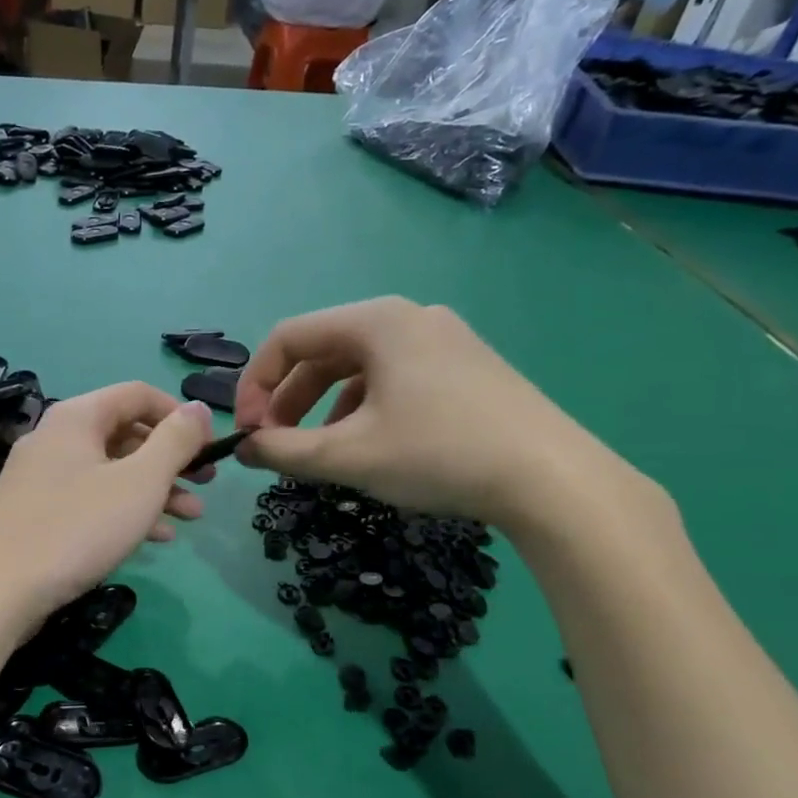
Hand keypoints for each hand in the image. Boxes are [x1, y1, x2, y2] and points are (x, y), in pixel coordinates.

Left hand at [0, 383, 213, 632]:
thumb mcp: (140, 482)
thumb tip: (200, 409)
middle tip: (206, 485)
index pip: (139, 394)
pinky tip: (154, 538)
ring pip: (110, 470)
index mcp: (77, 417)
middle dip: (171, 459)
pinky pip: (89, 498)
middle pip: (125, 433)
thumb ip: (175, 441)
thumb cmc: (77, 528)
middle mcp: (55, 437)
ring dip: (154, 489)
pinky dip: (124, 510)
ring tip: (190, 517)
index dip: (180, 416)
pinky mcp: (34, 512)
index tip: (210, 447)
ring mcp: (40, 476)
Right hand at [235, 297, 636, 530]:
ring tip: (317, 452)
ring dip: (322, 408)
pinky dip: (362, 409)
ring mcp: (443, 340)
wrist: (552, 479)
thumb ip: (283, 450)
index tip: (247, 433)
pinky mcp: (465, 368)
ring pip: (357, 368)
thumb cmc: (439, 454)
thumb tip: (244, 448)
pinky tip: (367, 446)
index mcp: (376, 322)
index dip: (254, 385)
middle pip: (323, 350)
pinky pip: (393, 379)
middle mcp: (408, 318)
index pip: (288, 337)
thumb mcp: (348, 456)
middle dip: (288, 400)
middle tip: (275, 446)